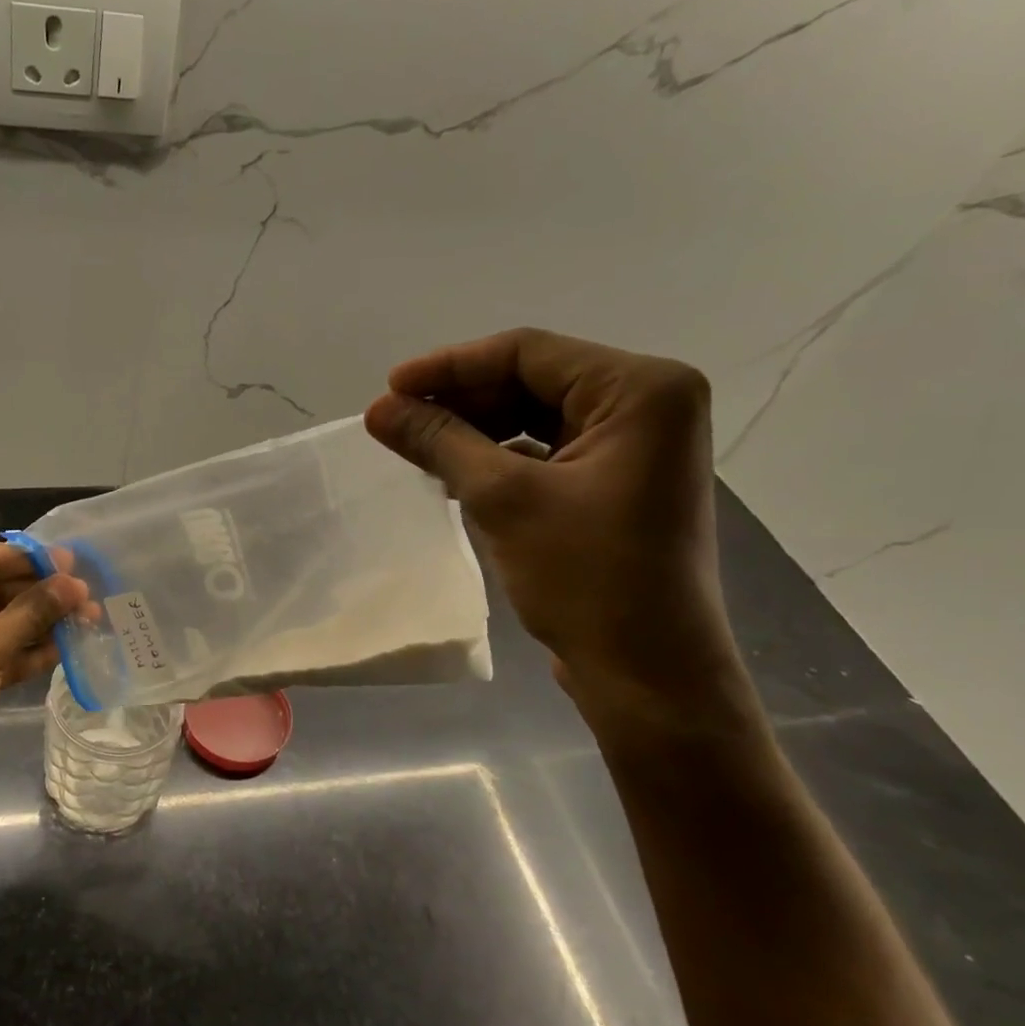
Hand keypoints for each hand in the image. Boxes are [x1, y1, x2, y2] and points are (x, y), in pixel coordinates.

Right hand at [366, 328, 744, 713]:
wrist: (646, 672)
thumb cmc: (587, 577)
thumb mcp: (503, 499)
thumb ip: (440, 442)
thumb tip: (378, 409)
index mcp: (641, 390)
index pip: (528, 353)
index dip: (451, 366)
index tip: (389, 388)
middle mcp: (647, 405)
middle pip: (533, 381)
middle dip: (460, 400)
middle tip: (395, 422)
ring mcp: (634, 447)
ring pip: (535, 417)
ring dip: (474, 431)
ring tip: (415, 447)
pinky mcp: (616, 484)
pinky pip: (546, 452)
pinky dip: (497, 459)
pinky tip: (451, 475)